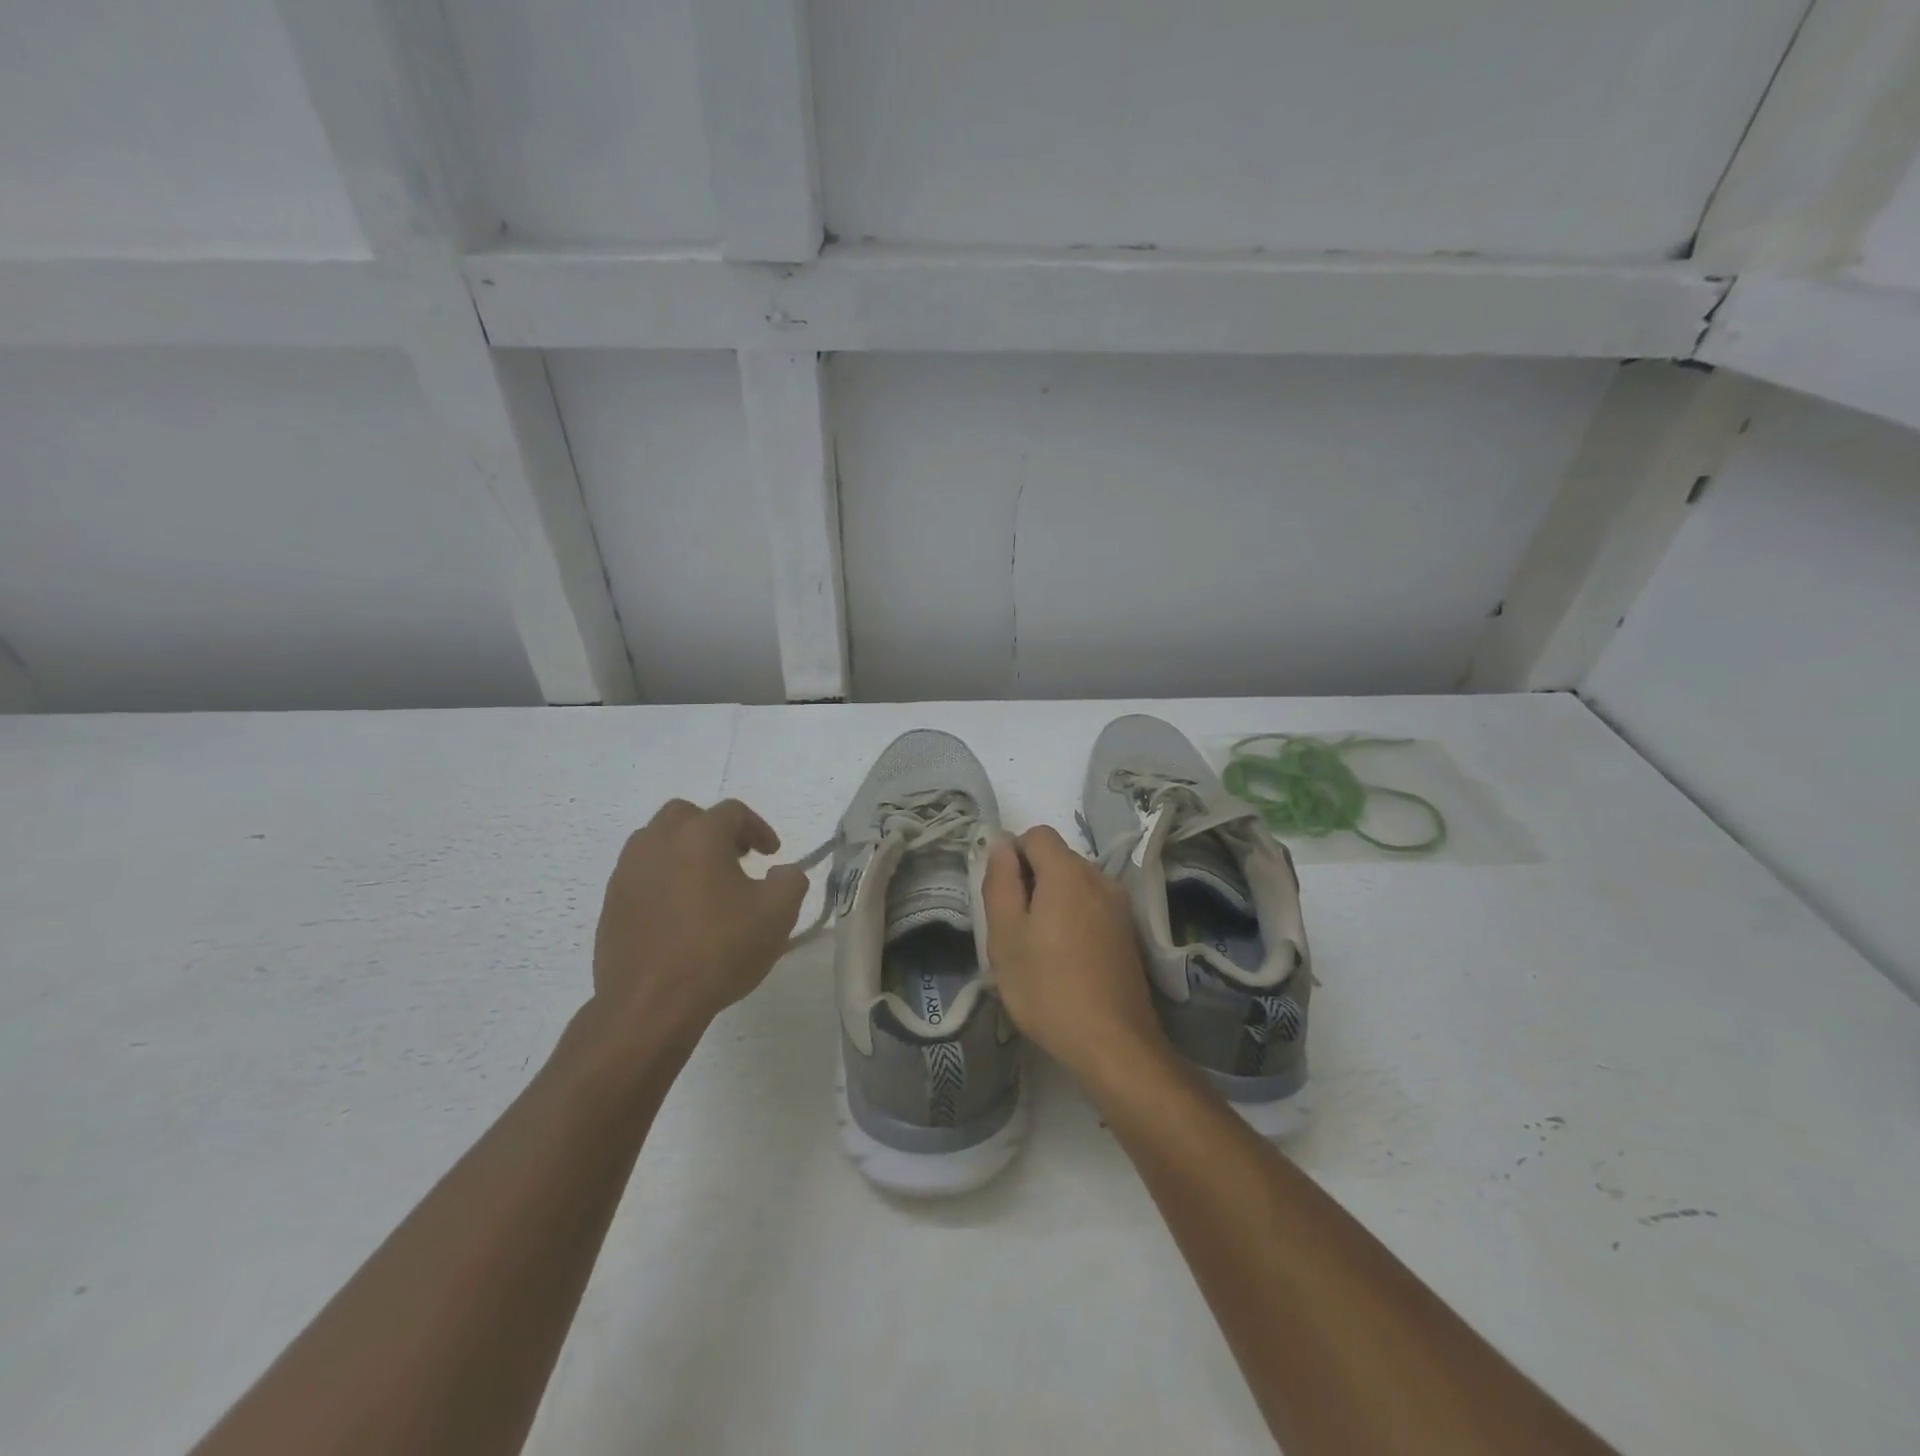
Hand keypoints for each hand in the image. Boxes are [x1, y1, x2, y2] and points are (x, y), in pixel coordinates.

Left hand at [590, 798, 807, 1039]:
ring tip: (706, 885)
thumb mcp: (777, 915)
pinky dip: (663, 878)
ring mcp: (627, 872)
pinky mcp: (611, 903)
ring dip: (684, 851)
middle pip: (686, 816)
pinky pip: (641, 873)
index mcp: (698, 836)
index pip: (732, 812)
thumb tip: (782, 873)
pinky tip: (680, 913)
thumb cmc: (718, 951)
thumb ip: (791, 881)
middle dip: (714, 830)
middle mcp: (657, 842)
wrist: (649, 1005)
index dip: (758, 828)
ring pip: (657, 841)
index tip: (771, 854)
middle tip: (736, 859)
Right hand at [982, 825, 1165, 1081]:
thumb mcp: (1005, 935)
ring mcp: (1119, 906)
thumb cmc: (1047, 987)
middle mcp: (1100, 878)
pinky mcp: (1129, 932)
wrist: (1113, 1043)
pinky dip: (1073, 918)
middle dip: (1031, 880)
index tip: (1002, 895)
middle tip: (1014, 927)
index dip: (1013, 854)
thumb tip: (1001, 845)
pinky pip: (1092, 907)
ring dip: (1052, 901)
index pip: (1037, 834)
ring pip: (1075, 884)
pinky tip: (1065, 960)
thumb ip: (1000, 881)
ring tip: (1038, 948)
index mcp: (1068, 872)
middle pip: (1058, 858)